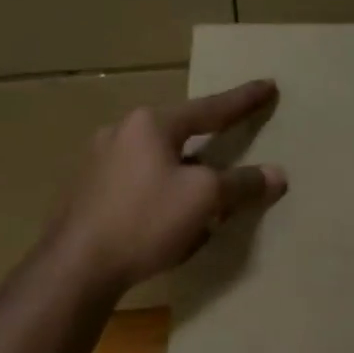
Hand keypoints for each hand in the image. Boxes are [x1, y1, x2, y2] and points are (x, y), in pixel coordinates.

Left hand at [54, 80, 285, 292]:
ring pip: (158, 160)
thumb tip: (277, 175)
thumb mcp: (204, 199)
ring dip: (185, 172)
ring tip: (205, 194)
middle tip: (232, 140)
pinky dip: (163, 192)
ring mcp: (98, 162)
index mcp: (150, 124)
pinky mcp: (88, 192)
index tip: (268, 86)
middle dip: (208, 140)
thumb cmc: (145, 220)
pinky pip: (139, 183)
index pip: (210, 108)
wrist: (76, 267)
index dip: (244, 100)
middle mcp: (120, 133)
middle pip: (179, 133)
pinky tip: (170, 219)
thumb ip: (242, 183)